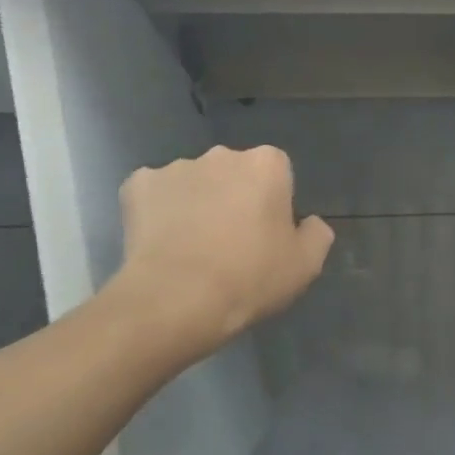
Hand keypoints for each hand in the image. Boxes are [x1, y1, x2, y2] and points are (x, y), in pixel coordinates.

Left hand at [117, 145, 332, 346]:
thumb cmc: (250, 278)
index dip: (273, 204)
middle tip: (231, 244)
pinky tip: (162, 245)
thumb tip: (309, 223)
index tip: (267, 236)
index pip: (277, 173)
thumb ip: (316, 234)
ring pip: (194, 183)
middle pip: (234, 174)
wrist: (176, 299)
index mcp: (266, 164)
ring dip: (197, 204)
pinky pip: (155, 195)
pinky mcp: (137, 185)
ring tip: (192, 249)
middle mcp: (221, 155)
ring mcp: (175, 167)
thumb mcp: (306, 265)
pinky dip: (159, 213)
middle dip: (233, 198)